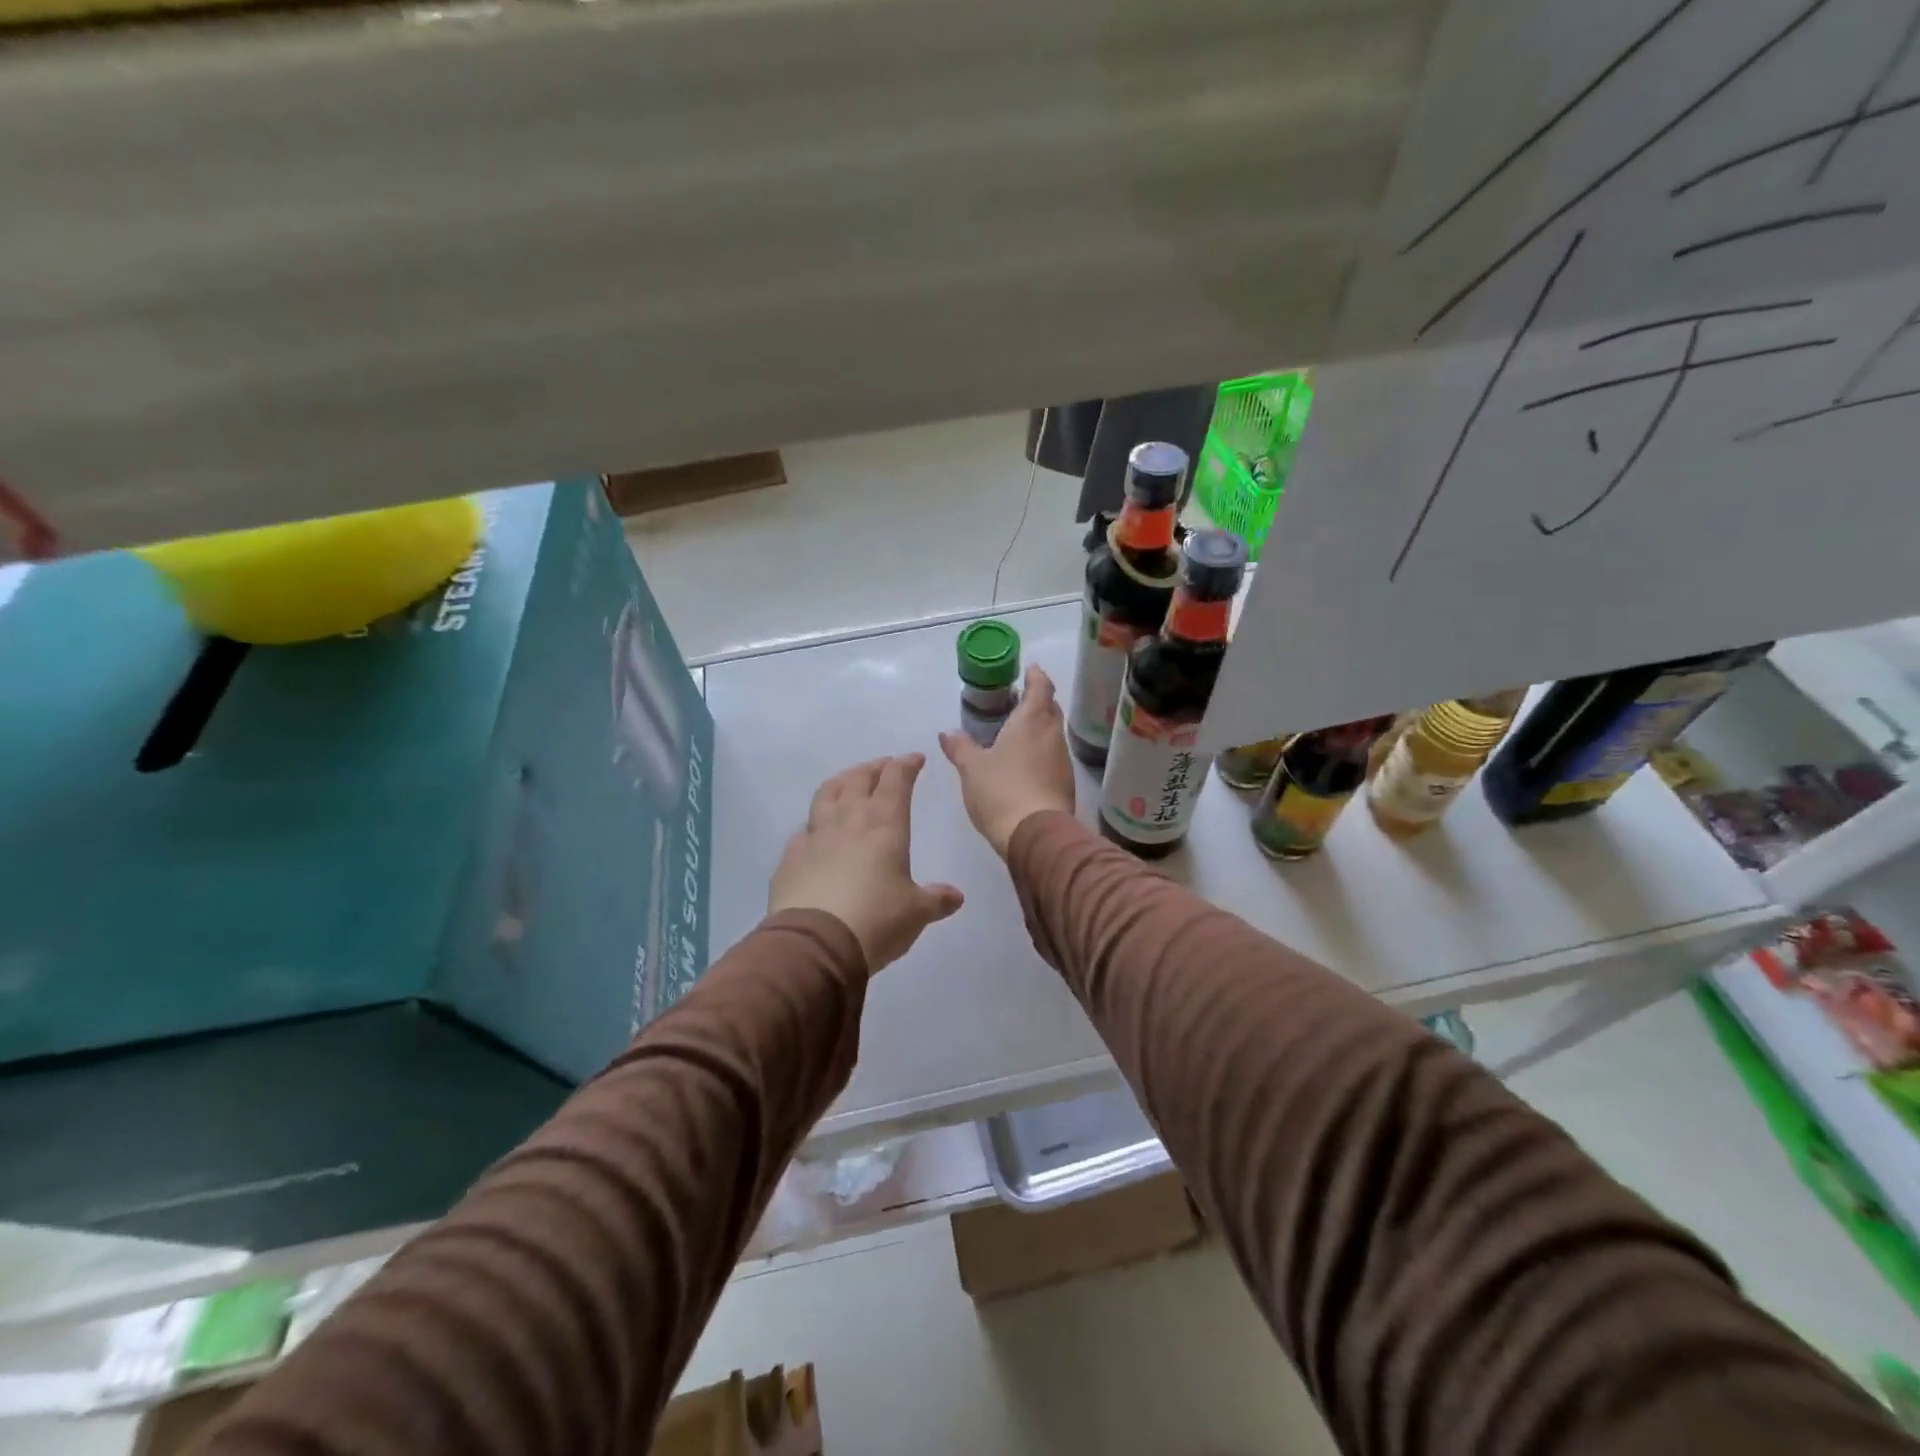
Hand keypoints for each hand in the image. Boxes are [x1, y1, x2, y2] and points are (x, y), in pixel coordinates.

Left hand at [768, 754, 964, 974]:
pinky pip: (805, 829)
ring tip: (849, 782)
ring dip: (842, 782)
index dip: (907, 764)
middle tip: (883, 767)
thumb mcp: (916, 912)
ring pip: (827, 793)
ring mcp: (815, 835)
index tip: (915, 759)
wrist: (816, 943)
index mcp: (884, 822)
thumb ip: (936, 899)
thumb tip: (956, 896)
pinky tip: (818, 833)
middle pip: (859, 778)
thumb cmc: (877, 919)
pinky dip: (816, 822)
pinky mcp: (791, 856)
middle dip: (874, 768)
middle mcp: (848, 818)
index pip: (896, 778)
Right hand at [939, 665, 1076, 857]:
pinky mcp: (1065, 783)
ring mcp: (1062, 760)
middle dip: (1039, 700)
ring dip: (1040, 727)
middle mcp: (1051, 735)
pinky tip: (1026, 762)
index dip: (1036, 676)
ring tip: (1019, 731)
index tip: (1030, 669)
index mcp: (1031, 721)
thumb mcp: (972, 768)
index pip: (1041, 687)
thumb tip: (947, 732)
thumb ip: (960, 747)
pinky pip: (1053, 756)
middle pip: (1050, 709)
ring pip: (1053, 733)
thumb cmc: (1001, 791)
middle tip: (1020, 700)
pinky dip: (1041, 751)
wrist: (1036, 835)